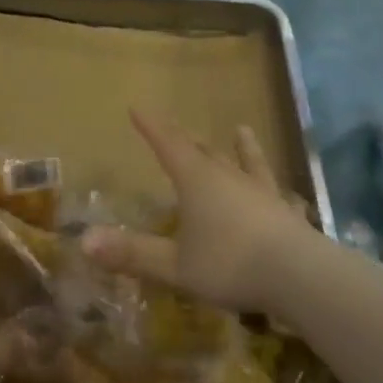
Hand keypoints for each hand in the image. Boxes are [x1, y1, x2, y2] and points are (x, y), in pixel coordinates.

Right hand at [85, 112, 314, 314]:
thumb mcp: (175, 265)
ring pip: (247, 163)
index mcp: (197, 181)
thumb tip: (84, 241)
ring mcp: (262, 192)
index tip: (138, 107)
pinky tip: (286, 193)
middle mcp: (229, 177)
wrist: (299, 276)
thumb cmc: (229, 264)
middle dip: (187, 140)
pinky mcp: (287, 212)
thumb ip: (133, 253)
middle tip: (176, 130)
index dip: (151, 127)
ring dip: (241, 148)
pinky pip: (279, 194)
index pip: (168, 145)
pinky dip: (276, 189)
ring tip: (241, 130)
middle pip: (205, 151)